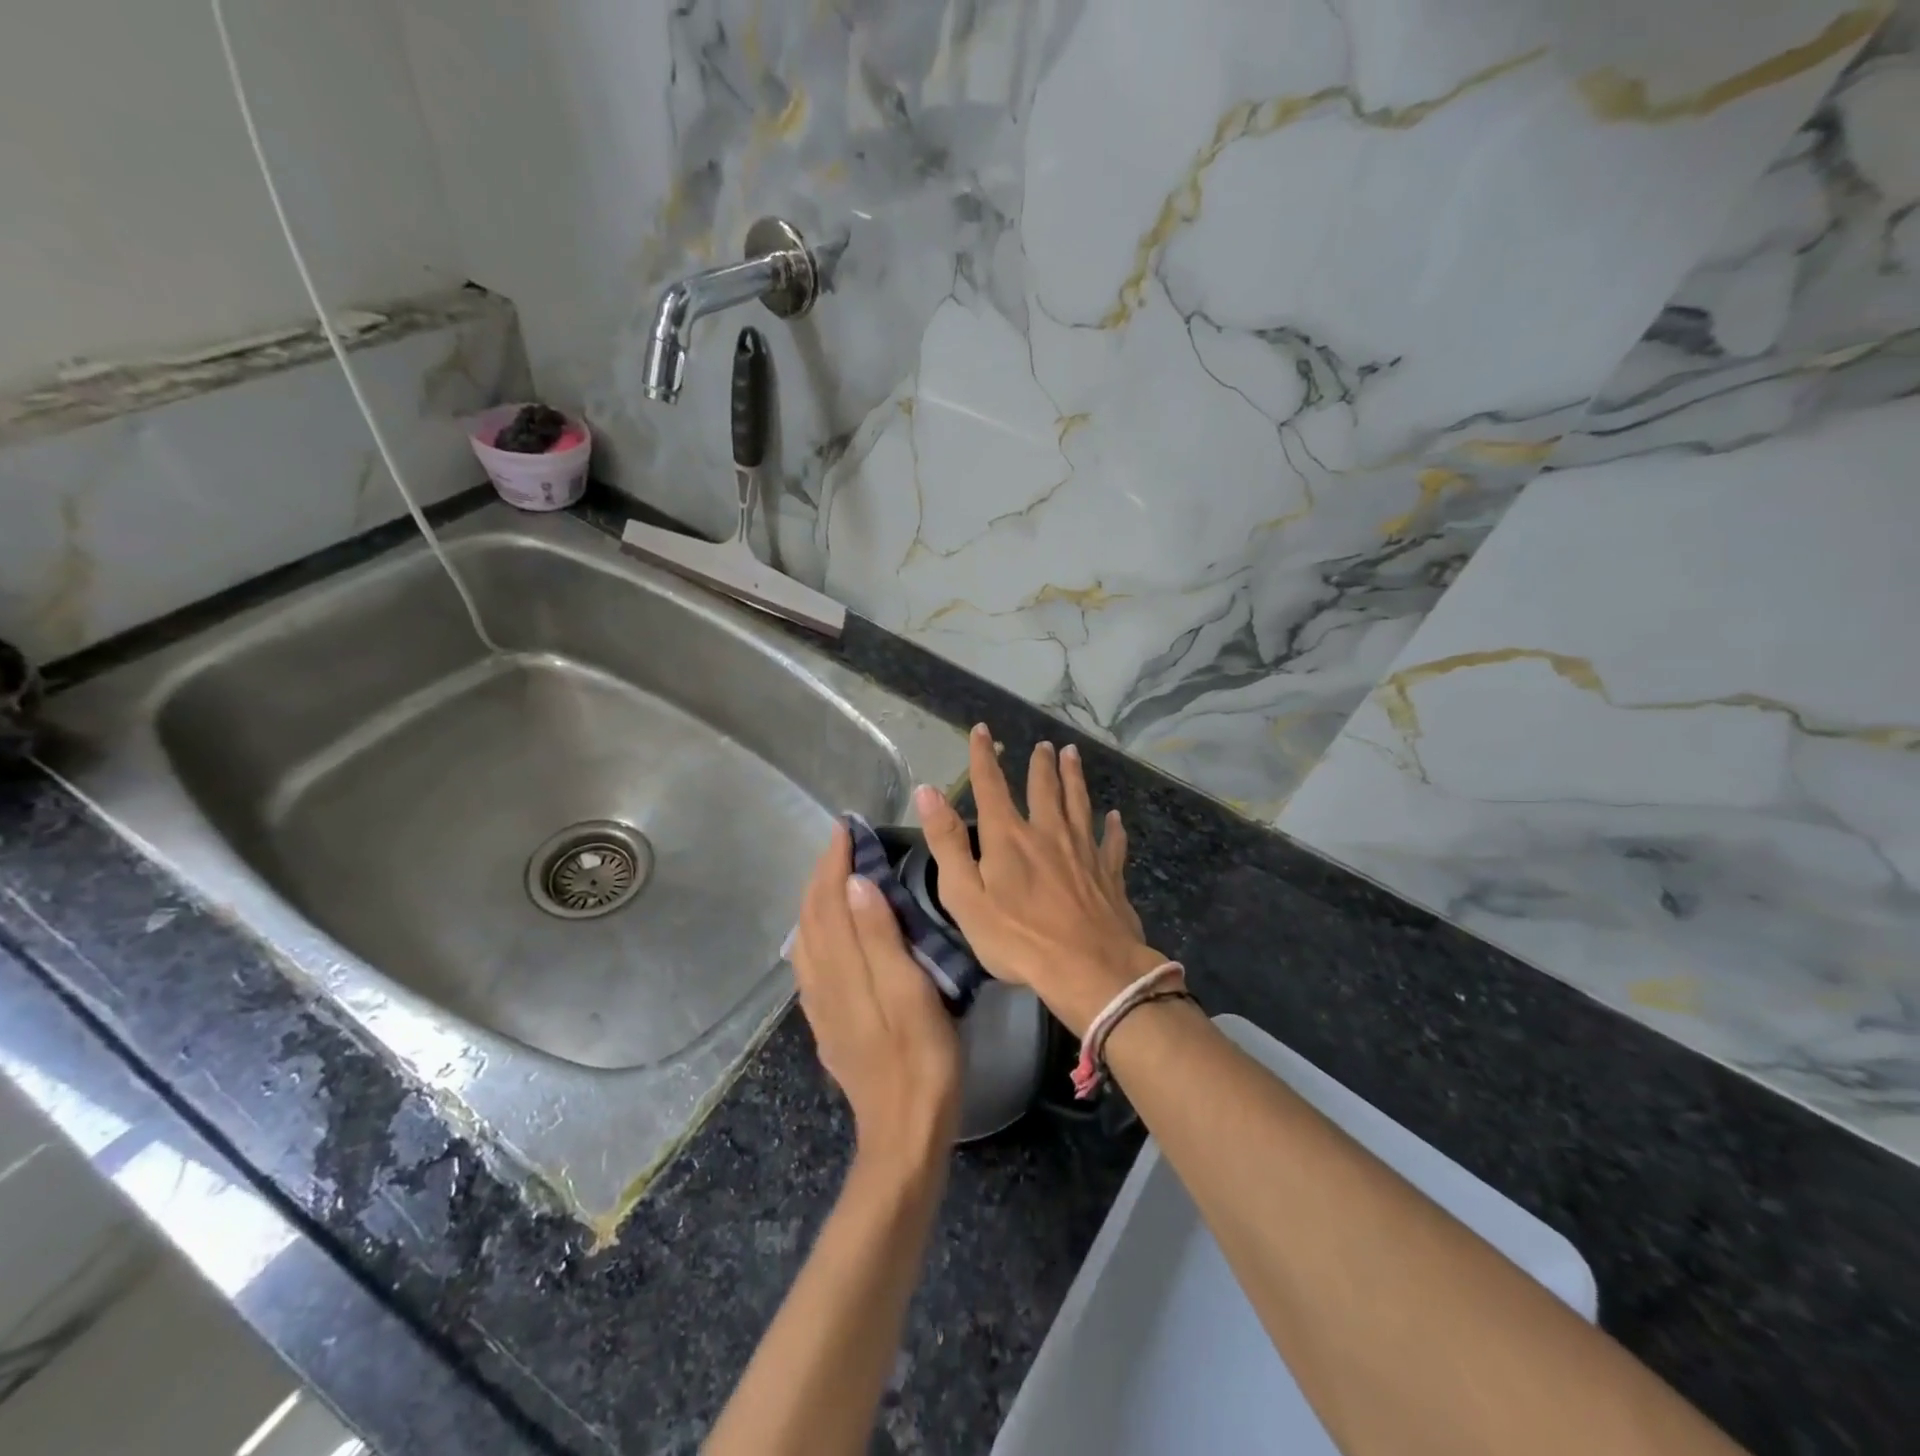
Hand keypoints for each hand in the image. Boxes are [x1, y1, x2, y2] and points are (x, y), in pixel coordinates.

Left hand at [791, 822, 962, 1172]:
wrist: (903, 1132)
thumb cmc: (921, 1057)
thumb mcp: (910, 992)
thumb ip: (880, 937)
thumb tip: (853, 883)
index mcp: (843, 968)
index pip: (828, 900)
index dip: (833, 861)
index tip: (845, 827)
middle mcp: (822, 982)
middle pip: (811, 916)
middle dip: (822, 874)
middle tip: (842, 842)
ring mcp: (822, 1006)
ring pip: (807, 939)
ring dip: (816, 900)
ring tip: (835, 876)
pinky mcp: (828, 1024)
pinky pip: (811, 964)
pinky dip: (816, 932)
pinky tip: (829, 934)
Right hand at [913, 724, 1165, 1035]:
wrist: (1089, 969)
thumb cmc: (1018, 938)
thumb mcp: (966, 896)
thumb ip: (947, 843)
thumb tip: (928, 792)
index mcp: (1009, 837)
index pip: (991, 786)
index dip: (983, 756)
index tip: (982, 730)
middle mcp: (1048, 833)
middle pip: (1044, 789)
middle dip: (1040, 764)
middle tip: (1044, 745)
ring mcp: (1083, 851)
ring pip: (1079, 804)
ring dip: (1075, 778)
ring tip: (1072, 755)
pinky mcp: (1109, 873)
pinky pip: (1111, 842)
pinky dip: (1112, 828)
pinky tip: (1115, 818)